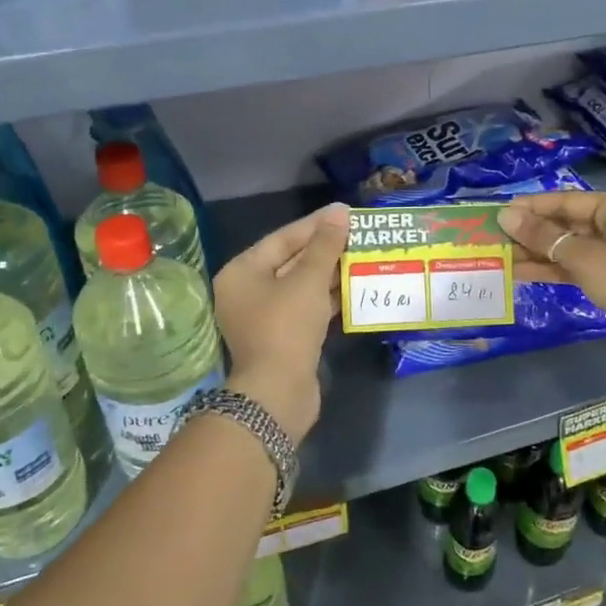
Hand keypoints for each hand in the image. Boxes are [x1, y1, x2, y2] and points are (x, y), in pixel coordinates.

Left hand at [212, 202, 348, 443]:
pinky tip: (355, 288)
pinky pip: (307, 308)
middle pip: (291, 261)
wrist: (278, 392)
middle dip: (325, 249)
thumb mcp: (308, 280)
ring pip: (301, 286)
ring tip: (363, 256)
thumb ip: (325, 245)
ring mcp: (264, 317)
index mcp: (242, 272)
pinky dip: (328, 298)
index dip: (315, 224)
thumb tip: (339, 213)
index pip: (282, 238)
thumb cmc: (286, 327)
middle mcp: (247, 292)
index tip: (345, 213)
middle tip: (358, 234)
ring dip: (330, 274)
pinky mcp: (282, 337)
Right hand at [499, 191, 605, 352]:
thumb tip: (505, 216)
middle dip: (532, 232)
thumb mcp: (582, 258)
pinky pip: (574, 264)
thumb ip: (542, 237)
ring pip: (567, 245)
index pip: (566, 200)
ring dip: (537, 252)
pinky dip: (551, 268)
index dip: (532, 207)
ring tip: (502, 256)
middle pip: (565, 222)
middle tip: (496, 236)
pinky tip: (520, 272)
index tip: (500, 211)